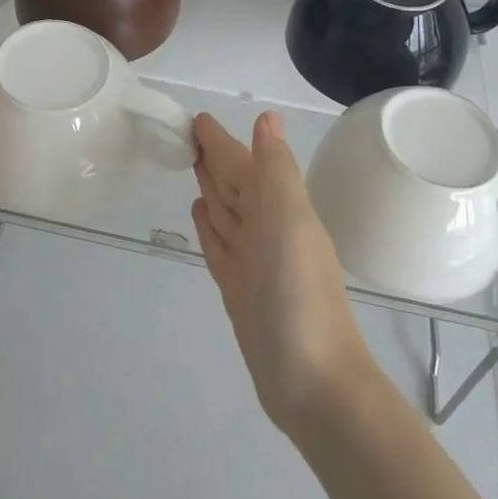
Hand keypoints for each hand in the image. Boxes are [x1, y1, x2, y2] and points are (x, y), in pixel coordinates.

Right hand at [191, 111, 376, 435]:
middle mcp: (266, 227)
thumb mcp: (289, 221)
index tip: (196, 118)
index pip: (243, 161)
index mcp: (279, 206)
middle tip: (184, 135)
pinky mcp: (238, 287)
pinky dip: (209, 225)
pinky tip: (199, 212)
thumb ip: (275, 169)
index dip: (221, 140)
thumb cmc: (299, 295)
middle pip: (234, 182)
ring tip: (192, 163)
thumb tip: (268, 115)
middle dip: (214, 157)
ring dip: (211, 185)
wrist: (313, 383)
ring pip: (226, 209)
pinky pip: (219, 243)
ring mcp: (252, 258)